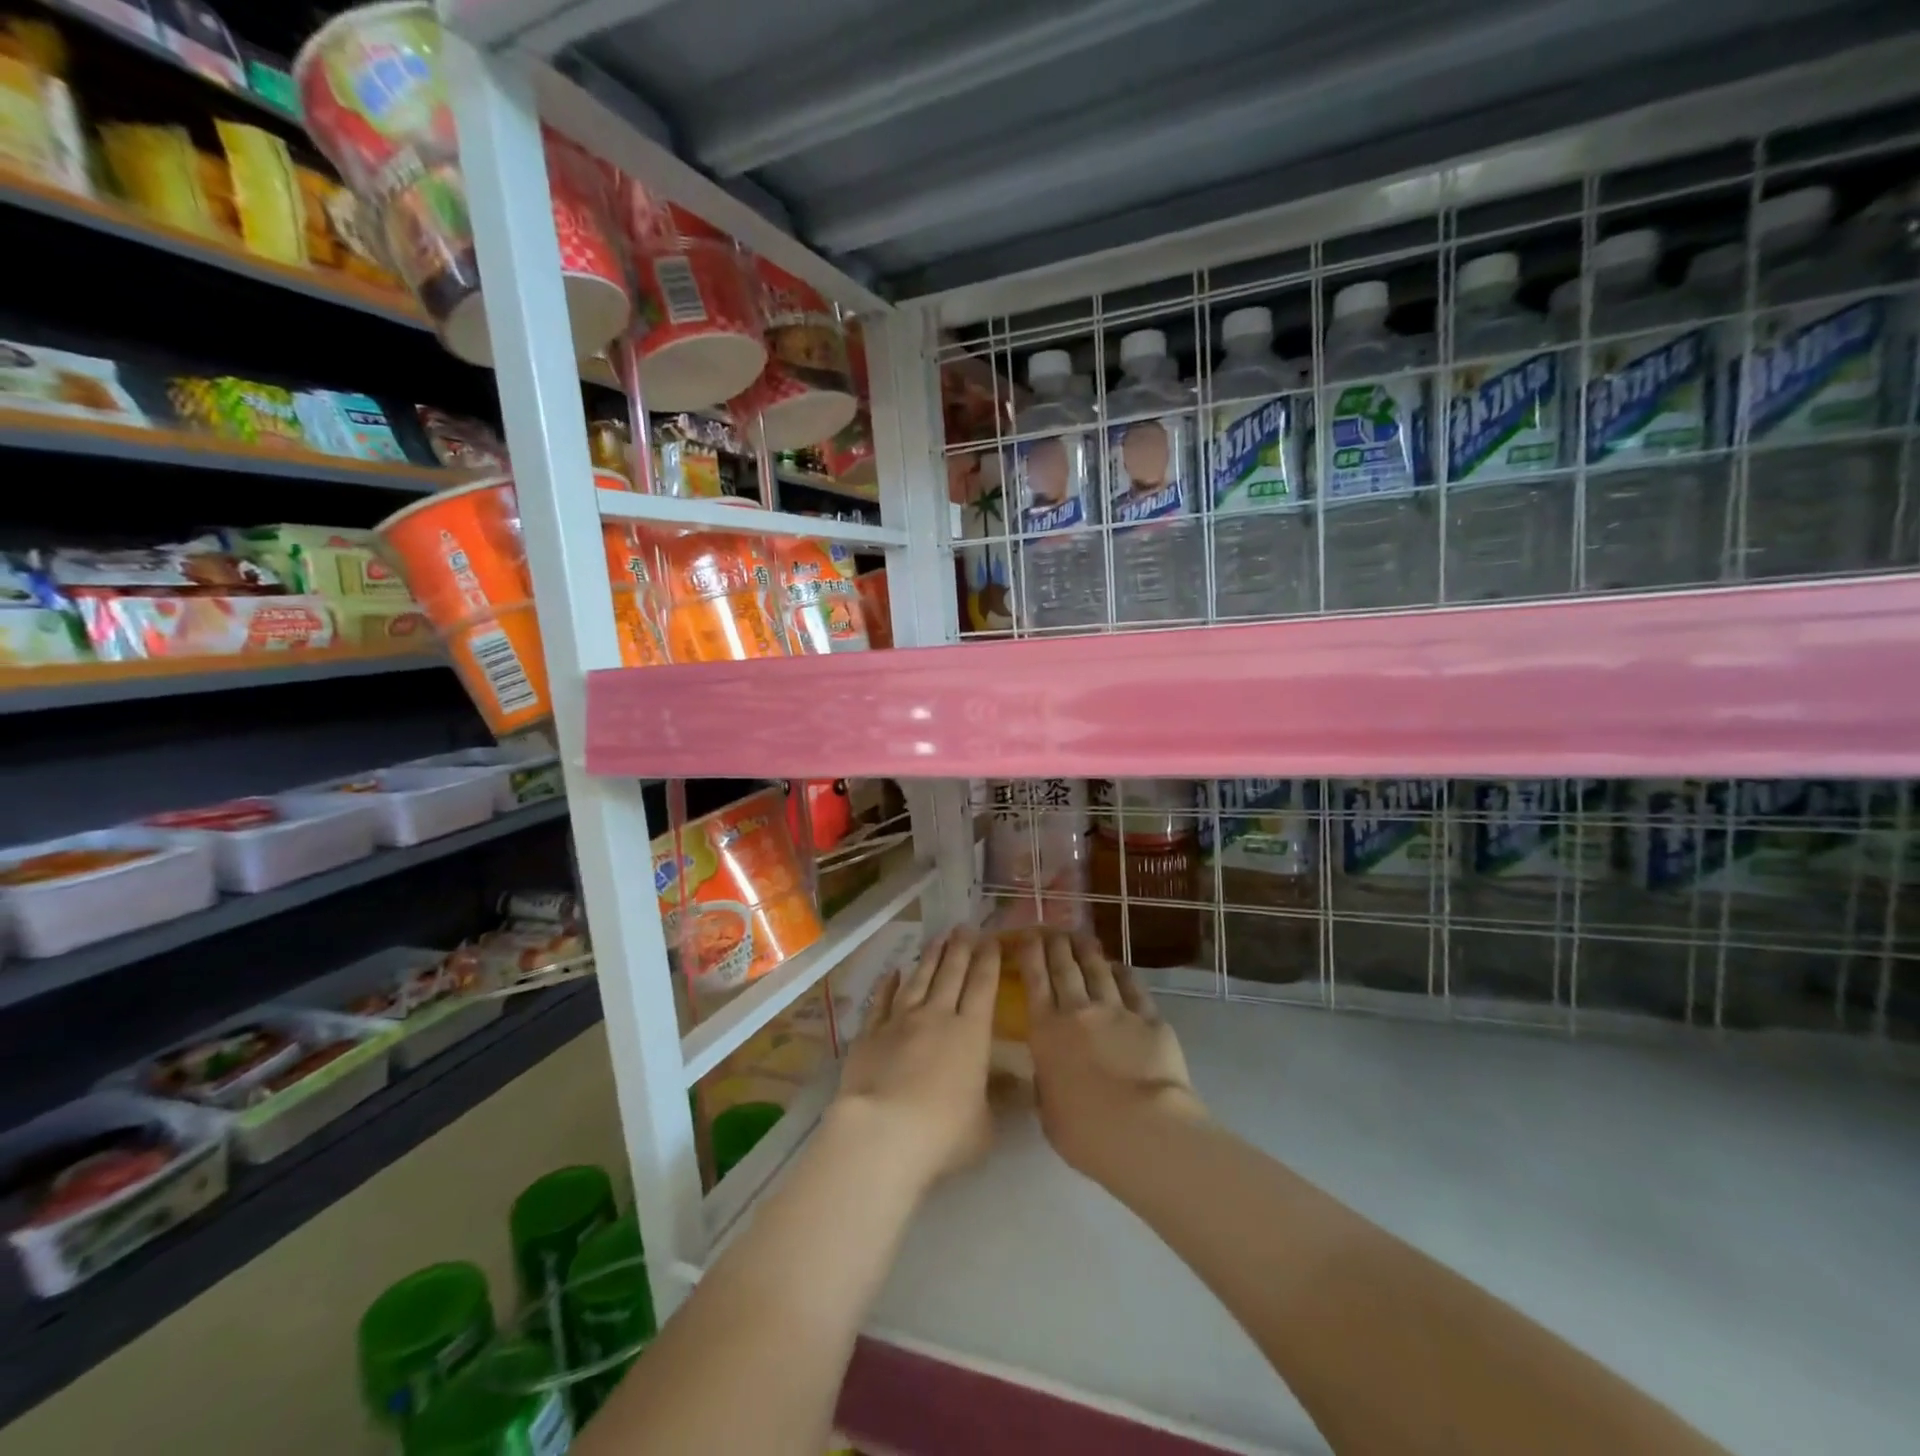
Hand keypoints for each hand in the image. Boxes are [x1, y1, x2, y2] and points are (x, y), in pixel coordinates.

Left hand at [831, 927, 998, 1194]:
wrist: (883, 1132)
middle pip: (951, 973)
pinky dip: (887, 984)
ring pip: (919, 979)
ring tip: (938, 937)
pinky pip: (881, 1000)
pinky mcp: (870, 1032)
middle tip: (964, 926)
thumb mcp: (985, 1124)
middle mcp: (937, 1016)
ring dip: (930, 957)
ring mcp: (901, 1020)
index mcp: (971, 1033)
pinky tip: (892, 971)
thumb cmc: (944, 1133)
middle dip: (960, 948)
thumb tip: (1019, 1085)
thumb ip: (998, 1099)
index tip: (991, 940)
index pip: (983, 986)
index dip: (988, 961)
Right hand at [1016, 930, 1205, 1183]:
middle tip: (1053, 930)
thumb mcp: (1048, 1111)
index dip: (1030, 955)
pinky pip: (1133, 987)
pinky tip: (1119, 966)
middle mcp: (1078, 1011)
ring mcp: (1116, 1010)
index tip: (1027, 936)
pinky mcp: (1149, 1018)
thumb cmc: (1085, 1131)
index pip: (1034, 982)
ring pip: (1098, 971)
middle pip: (1065, 968)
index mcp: (1046, 1032)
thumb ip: (1046, 1083)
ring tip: (1082, 937)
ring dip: (1088, 951)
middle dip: (1056, 945)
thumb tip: (1050, 1072)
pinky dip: (1124, 973)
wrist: (1142, 1129)